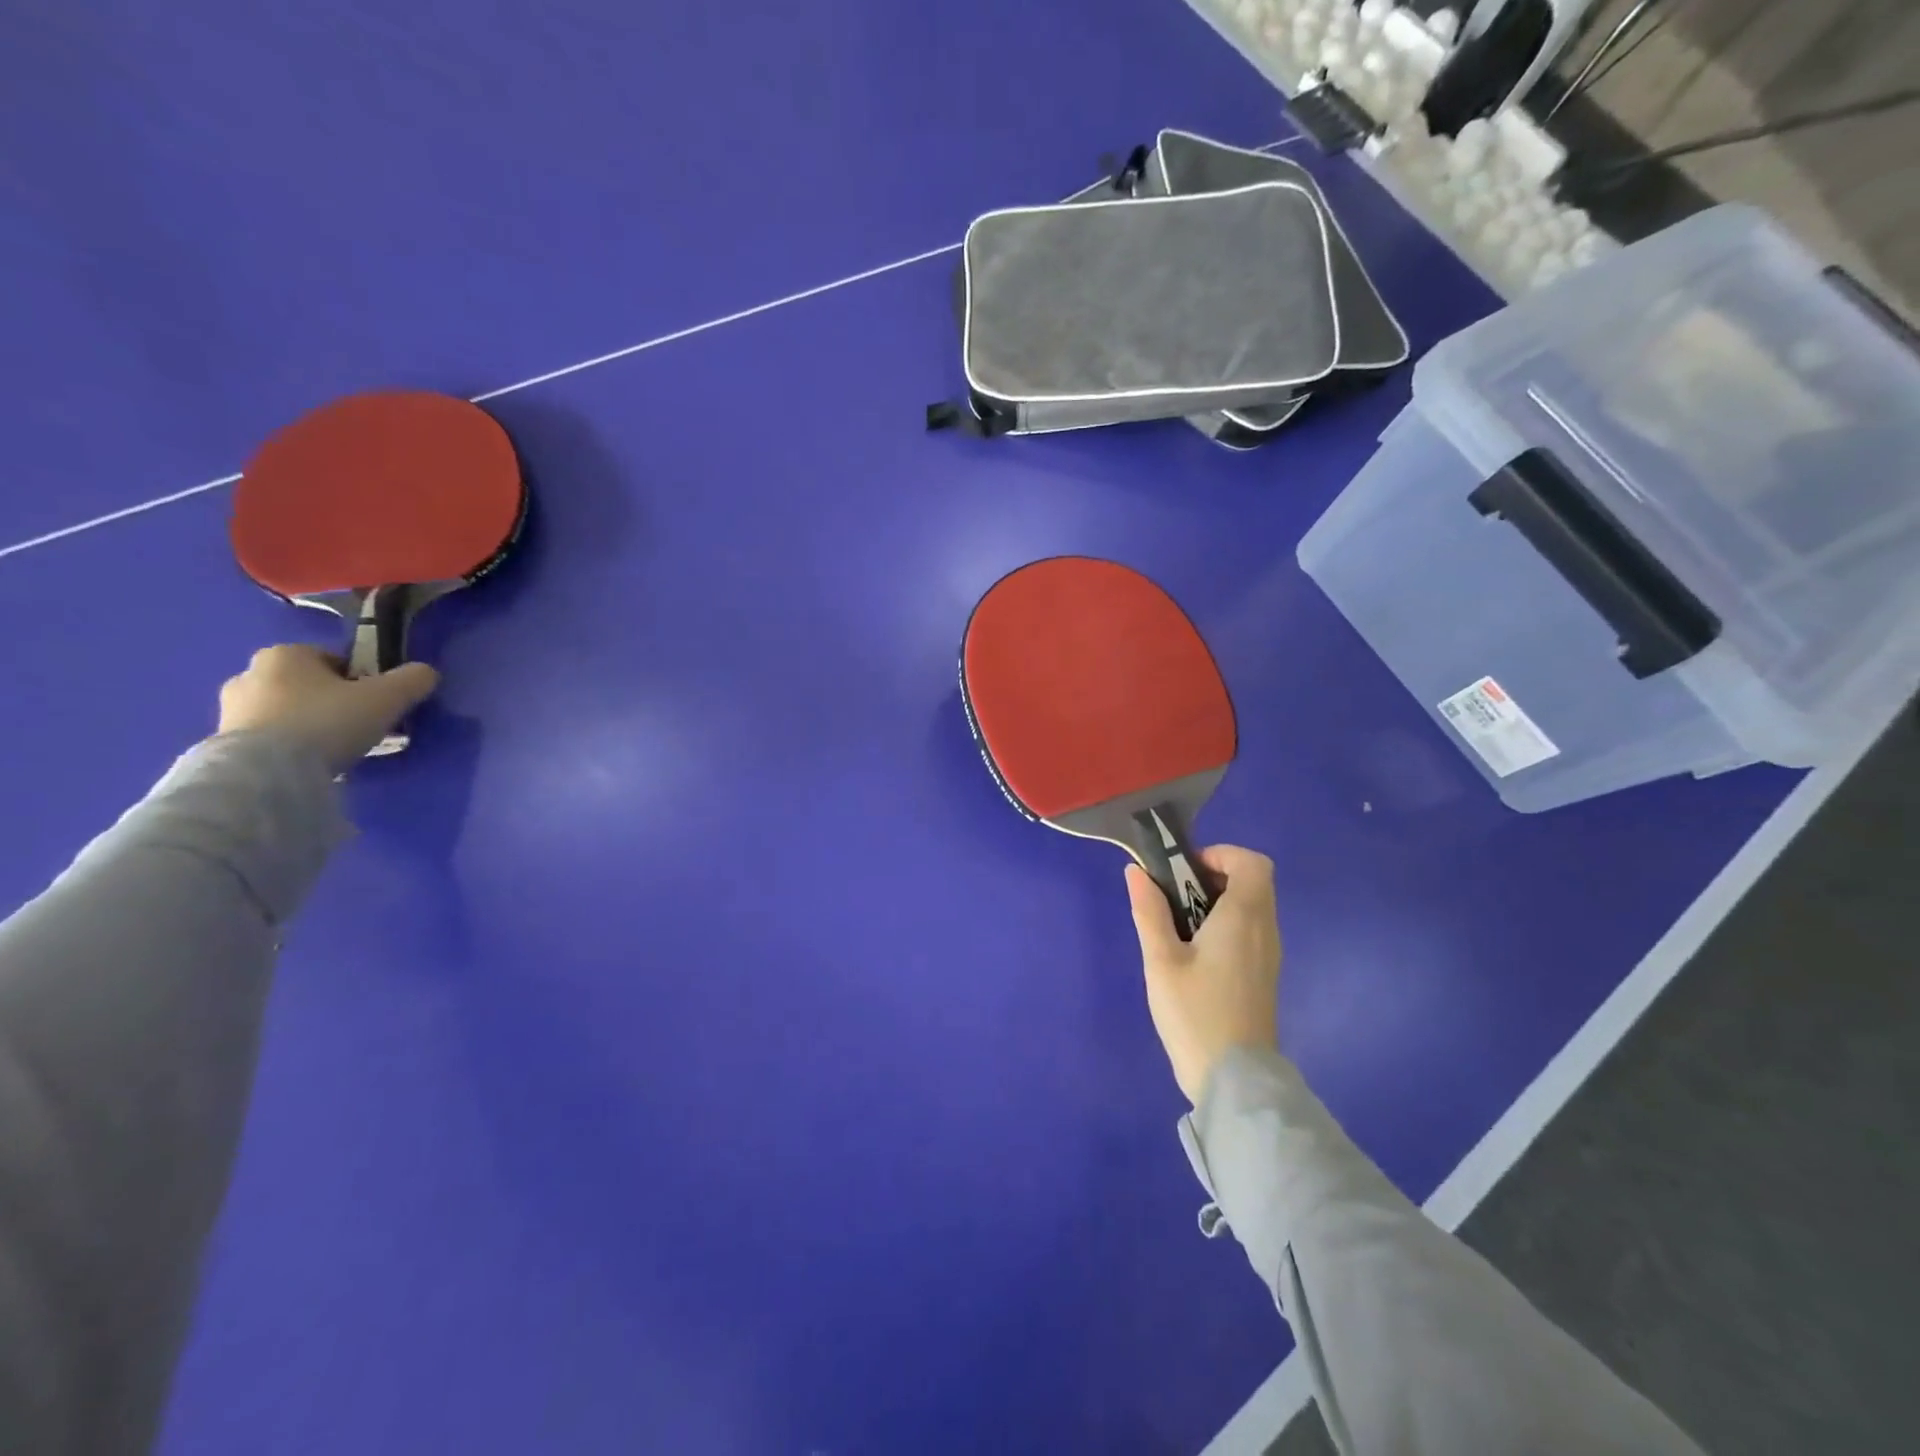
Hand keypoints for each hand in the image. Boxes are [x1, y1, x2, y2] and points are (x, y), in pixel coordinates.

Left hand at [218, 645, 439, 771]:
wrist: (268, 772)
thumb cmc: (328, 721)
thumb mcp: (387, 698)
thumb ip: (412, 680)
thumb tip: (426, 673)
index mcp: (285, 653)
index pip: (333, 660)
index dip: (361, 681)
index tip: (376, 705)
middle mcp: (250, 673)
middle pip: (308, 685)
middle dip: (332, 702)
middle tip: (358, 728)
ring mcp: (230, 708)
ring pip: (287, 711)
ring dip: (309, 725)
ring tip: (334, 751)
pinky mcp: (222, 742)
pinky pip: (268, 738)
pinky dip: (289, 747)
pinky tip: (309, 764)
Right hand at [1126, 845, 1281, 1104]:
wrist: (1234, 1080)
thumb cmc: (1195, 1013)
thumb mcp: (1161, 960)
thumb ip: (1150, 911)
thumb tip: (1137, 871)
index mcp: (1243, 917)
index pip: (1252, 862)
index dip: (1220, 855)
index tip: (1184, 872)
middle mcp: (1265, 929)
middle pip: (1253, 881)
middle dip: (1213, 876)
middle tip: (1175, 898)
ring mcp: (1268, 954)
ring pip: (1252, 906)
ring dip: (1218, 901)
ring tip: (1179, 927)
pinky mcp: (1264, 974)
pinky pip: (1251, 930)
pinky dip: (1226, 924)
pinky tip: (1195, 954)